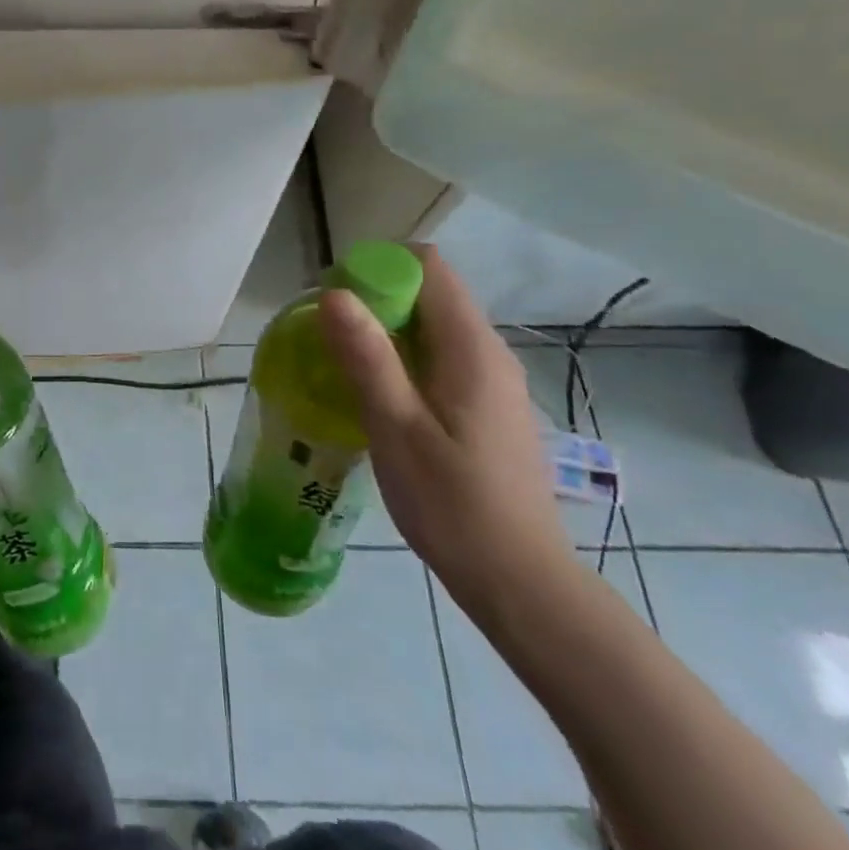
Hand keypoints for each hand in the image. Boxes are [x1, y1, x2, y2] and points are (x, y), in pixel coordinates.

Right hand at [319, 245, 570, 614]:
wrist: (520, 583)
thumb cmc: (454, 506)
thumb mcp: (397, 429)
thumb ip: (367, 358)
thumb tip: (334, 293)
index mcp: (471, 348)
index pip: (428, 266)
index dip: (379, 268)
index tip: (336, 300)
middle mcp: (488, 353)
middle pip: (429, 293)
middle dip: (374, 301)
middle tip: (327, 338)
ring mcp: (491, 381)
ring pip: (432, 328)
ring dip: (385, 334)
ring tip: (342, 367)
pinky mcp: (486, 408)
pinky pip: (439, 359)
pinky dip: (403, 361)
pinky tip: (377, 399)